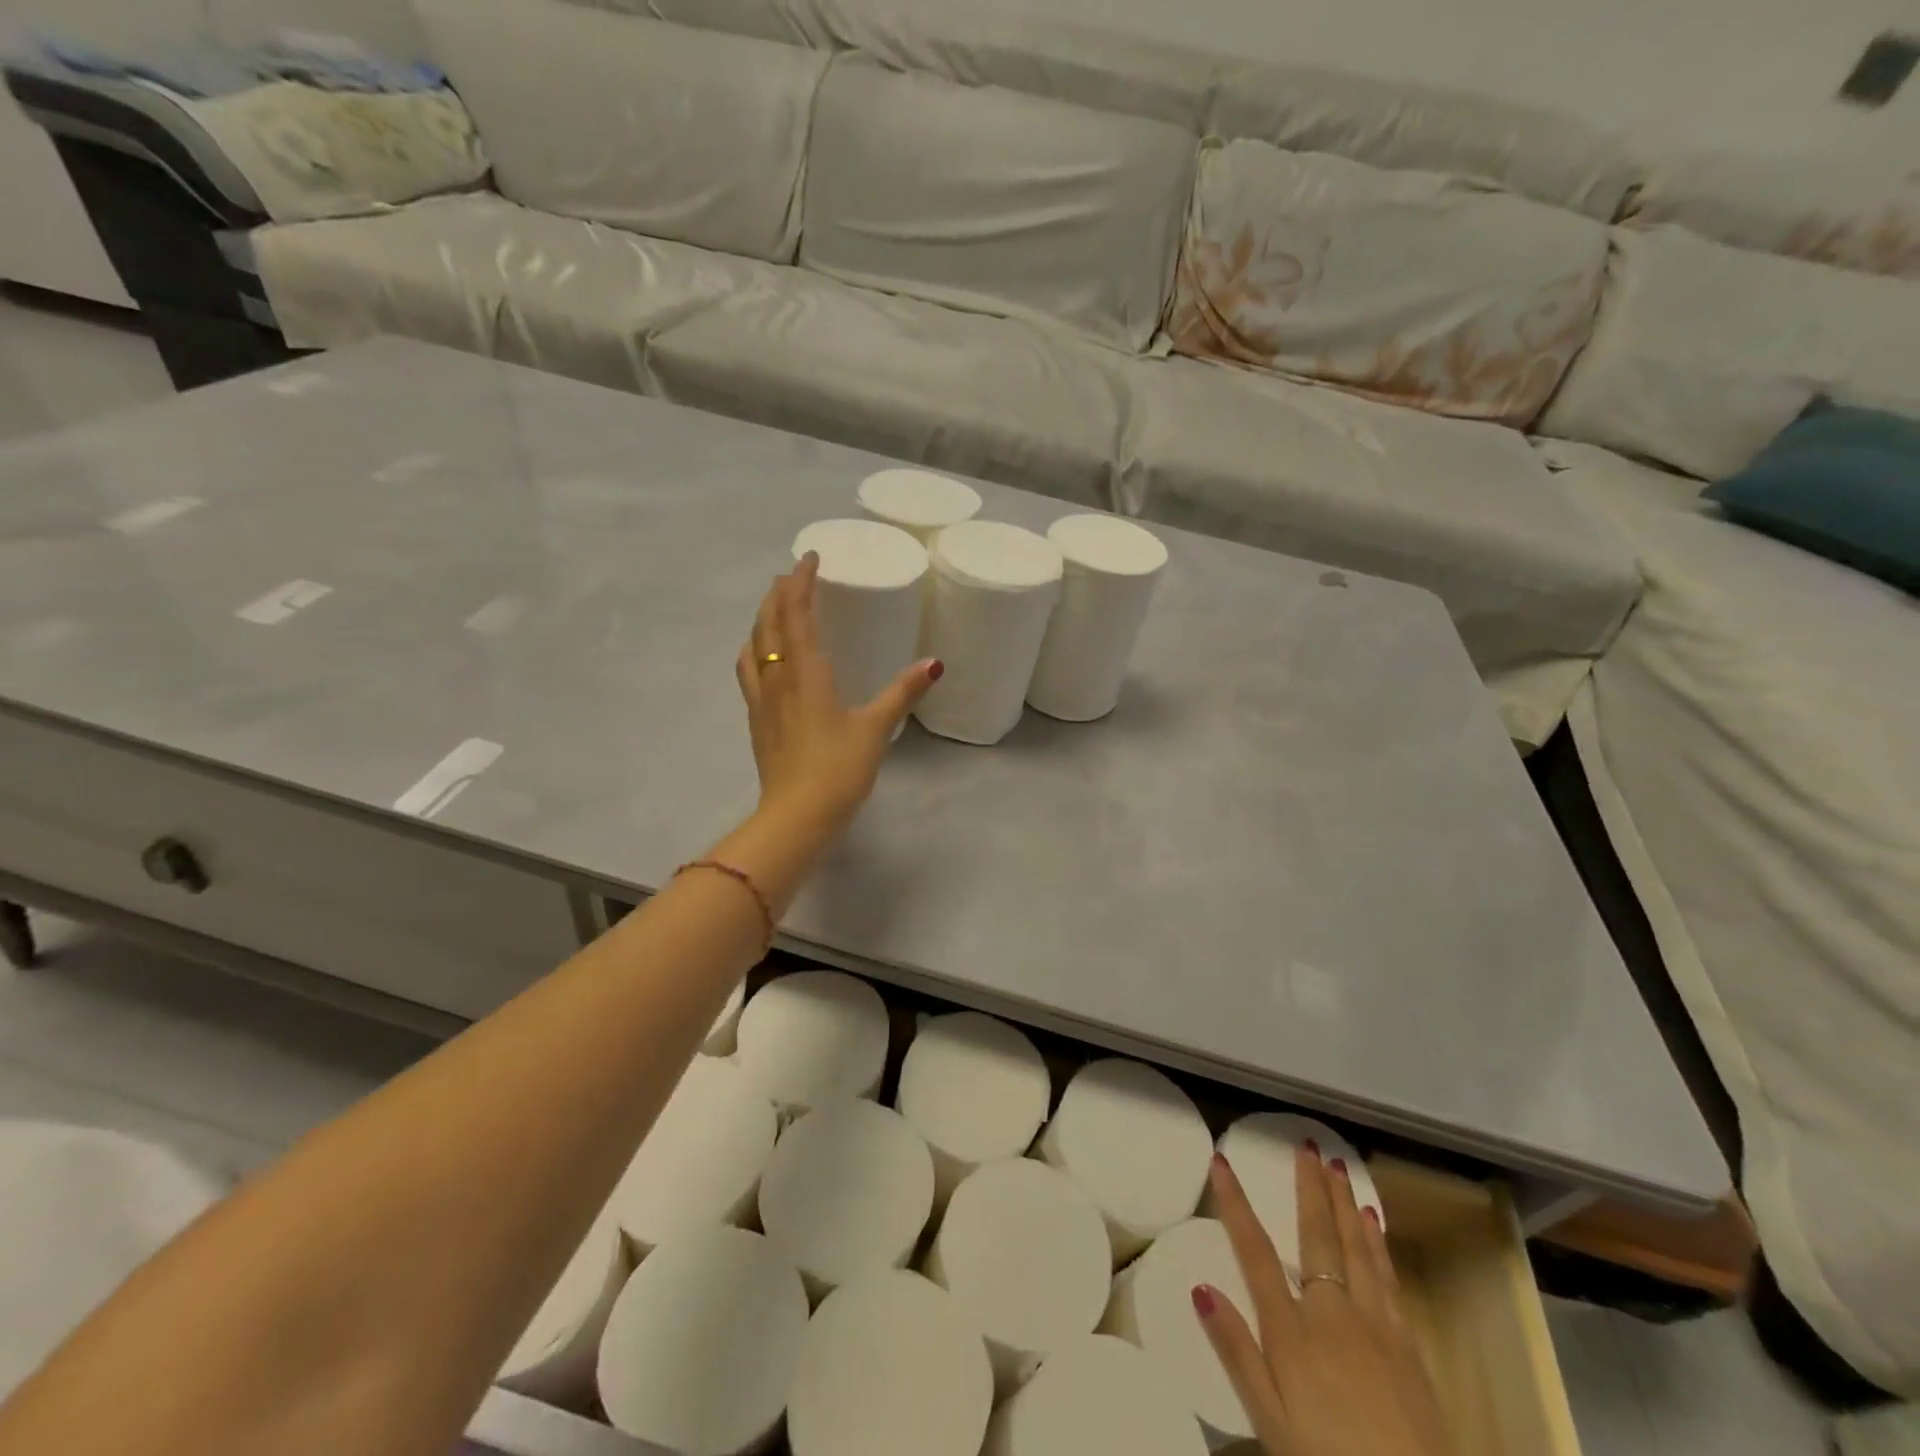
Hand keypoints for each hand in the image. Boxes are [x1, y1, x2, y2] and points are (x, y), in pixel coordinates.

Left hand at [735, 553, 940, 830]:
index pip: (796, 614)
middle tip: (793, 576)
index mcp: (805, 672)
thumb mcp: (876, 728)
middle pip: (768, 623)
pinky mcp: (757, 721)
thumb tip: (934, 663)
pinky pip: (748, 672)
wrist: (796, 816)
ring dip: (762, 619)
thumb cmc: (838, 769)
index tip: (809, 558)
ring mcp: (761, 700)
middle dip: (779, 594)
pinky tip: (762, 659)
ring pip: (752, 645)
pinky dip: (754, 650)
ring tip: (775, 610)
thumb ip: (902, 692)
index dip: (800, 582)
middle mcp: (776, 678)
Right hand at [1195, 1148, 1455, 1455]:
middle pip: (1316, 1236)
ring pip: (1355, 1248)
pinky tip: (1372, 1222)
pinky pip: (1388, 1279)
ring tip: (1338, 1166)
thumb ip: (1237, 1353)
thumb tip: (1200, 1287)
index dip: (1235, 1203)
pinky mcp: (1408, 1346)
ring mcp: (1375, 1326)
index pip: (1254, 1251)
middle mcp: (1332, 1313)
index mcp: (1291, 1331)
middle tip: (1307, 1144)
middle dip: (1308, 1187)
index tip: (1222, 1160)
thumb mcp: (1271, 1423)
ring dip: (1344, 1202)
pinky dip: (1377, 1244)